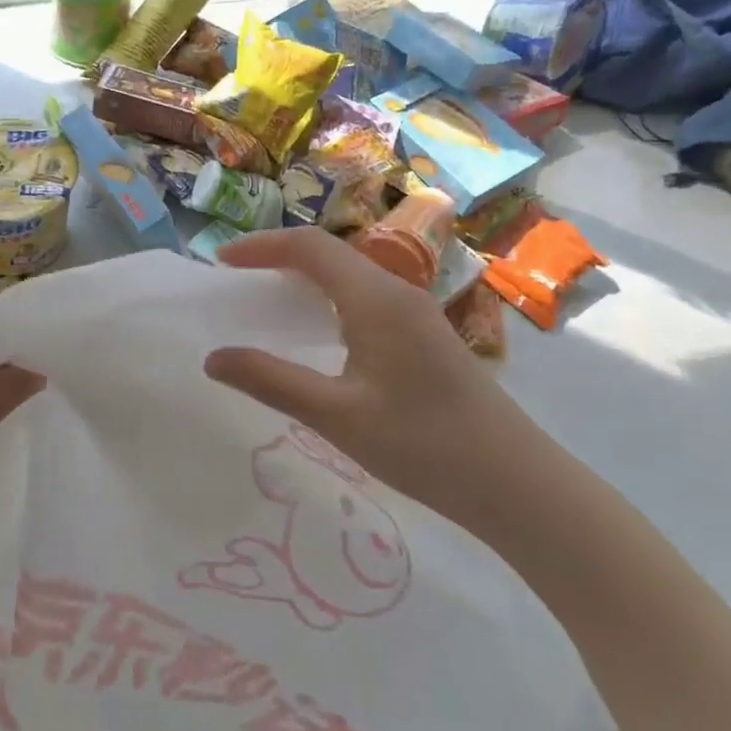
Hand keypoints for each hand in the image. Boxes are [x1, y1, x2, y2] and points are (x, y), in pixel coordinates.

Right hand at [204, 228, 541, 528]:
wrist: (517, 484)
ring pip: (350, 274)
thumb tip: (213, 358)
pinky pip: (366, 297)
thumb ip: (271, 381)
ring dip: (306, 277)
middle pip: (330, 253)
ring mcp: (417, 313)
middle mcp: (397, 292)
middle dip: (278, 256)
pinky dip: (329, 298)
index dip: (261, 246)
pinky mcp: (427, 336)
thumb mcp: (336, 416)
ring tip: (269, 300)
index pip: (309, 247)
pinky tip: (320, 333)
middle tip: (238, 279)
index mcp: (375, 298)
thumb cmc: (423, 445)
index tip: (221, 262)